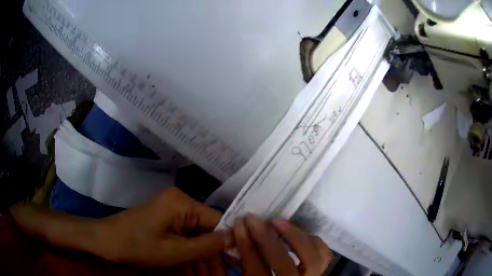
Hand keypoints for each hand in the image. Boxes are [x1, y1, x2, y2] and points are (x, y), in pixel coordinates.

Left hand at [93, 187, 233, 266]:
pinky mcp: (165, 218)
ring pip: (196, 234)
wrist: (105, 240)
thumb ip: (207, 245)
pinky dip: (189, 250)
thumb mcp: (175, 251)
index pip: (217, 219)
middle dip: (213, 252)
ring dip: (201, 254)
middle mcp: (179, 201)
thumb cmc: (137, 245)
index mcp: (182, 202)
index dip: (227, 241)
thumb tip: (235, 238)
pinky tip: (193, 266)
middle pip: (206, 228)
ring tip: (208, 274)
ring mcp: (171, 209)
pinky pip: (184, 234)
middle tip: (222, 273)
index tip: (236, 260)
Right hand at [233, 215, 332, 275]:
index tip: (240, 224)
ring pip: (312, 258)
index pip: (256, 269)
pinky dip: (314, 242)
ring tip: (279, 223)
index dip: (246, 245)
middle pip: (285, 264)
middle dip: (268, 240)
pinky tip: (300, 235)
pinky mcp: (320, 271)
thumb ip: (241, 264)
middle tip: (257, 221)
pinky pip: (324, 255)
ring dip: (295, 236)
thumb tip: (233, 243)